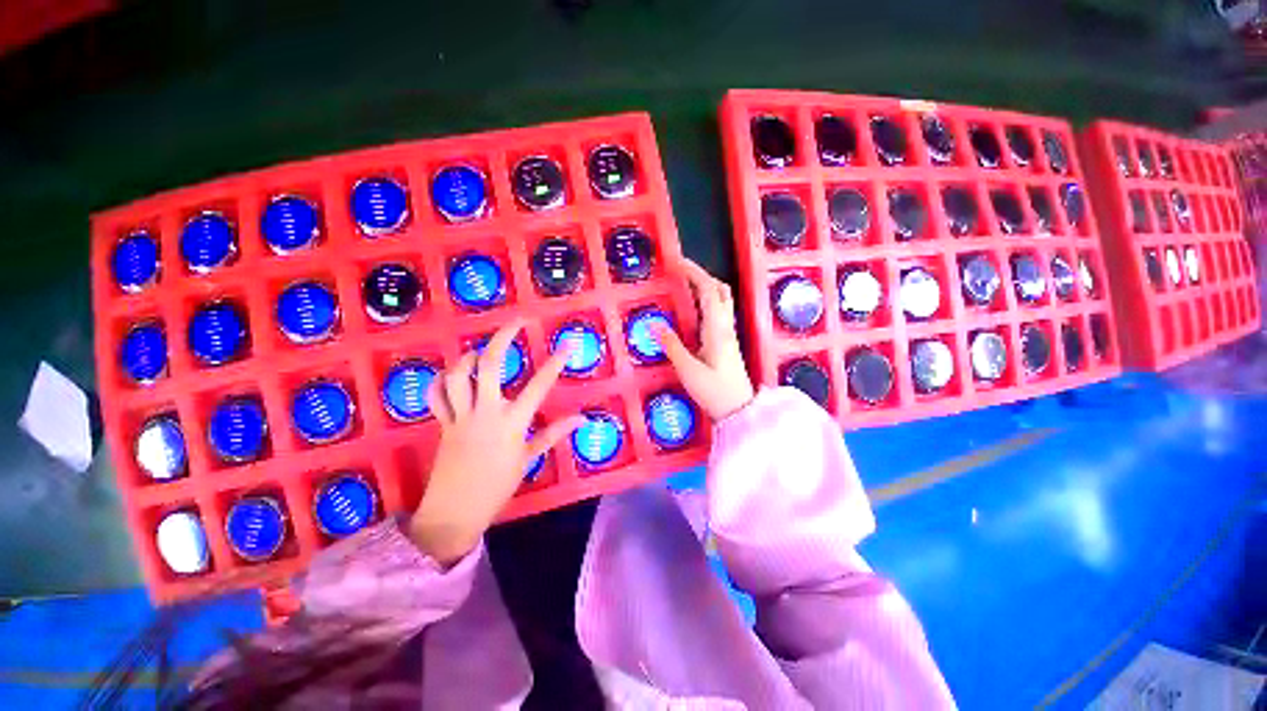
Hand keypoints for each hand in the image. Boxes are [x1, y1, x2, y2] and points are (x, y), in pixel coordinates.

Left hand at [409, 319, 583, 564]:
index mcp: (512, 423)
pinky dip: (439, 381)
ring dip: (468, 357)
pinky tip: (449, 374)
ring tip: (480, 351)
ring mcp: (460, 417)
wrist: (454, 513)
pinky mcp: (442, 424)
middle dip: (503, 339)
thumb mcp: (529, 459)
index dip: (555, 363)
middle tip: (516, 322)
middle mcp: (486, 413)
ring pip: (457, 376)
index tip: (567, 345)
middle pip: (489, 367)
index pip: (539, 386)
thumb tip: (581, 419)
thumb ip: (553, 434)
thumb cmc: (498, 486)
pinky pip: (435, 397)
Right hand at [653, 259, 754, 419]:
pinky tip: (692, 310)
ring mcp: (728, 333)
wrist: (739, 410)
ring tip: (684, 285)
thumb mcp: (688, 369)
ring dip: (705, 287)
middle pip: (719, 290)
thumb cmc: (714, 391)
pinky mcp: (726, 342)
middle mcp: (725, 326)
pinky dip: (706, 302)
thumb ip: (672, 345)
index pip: (708, 291)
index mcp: (717, 329)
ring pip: (721, 300)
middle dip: (701, 275)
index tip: (677, 263)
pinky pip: (717, 312)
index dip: (694, 273)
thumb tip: (653, 323)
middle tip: (681, 272)